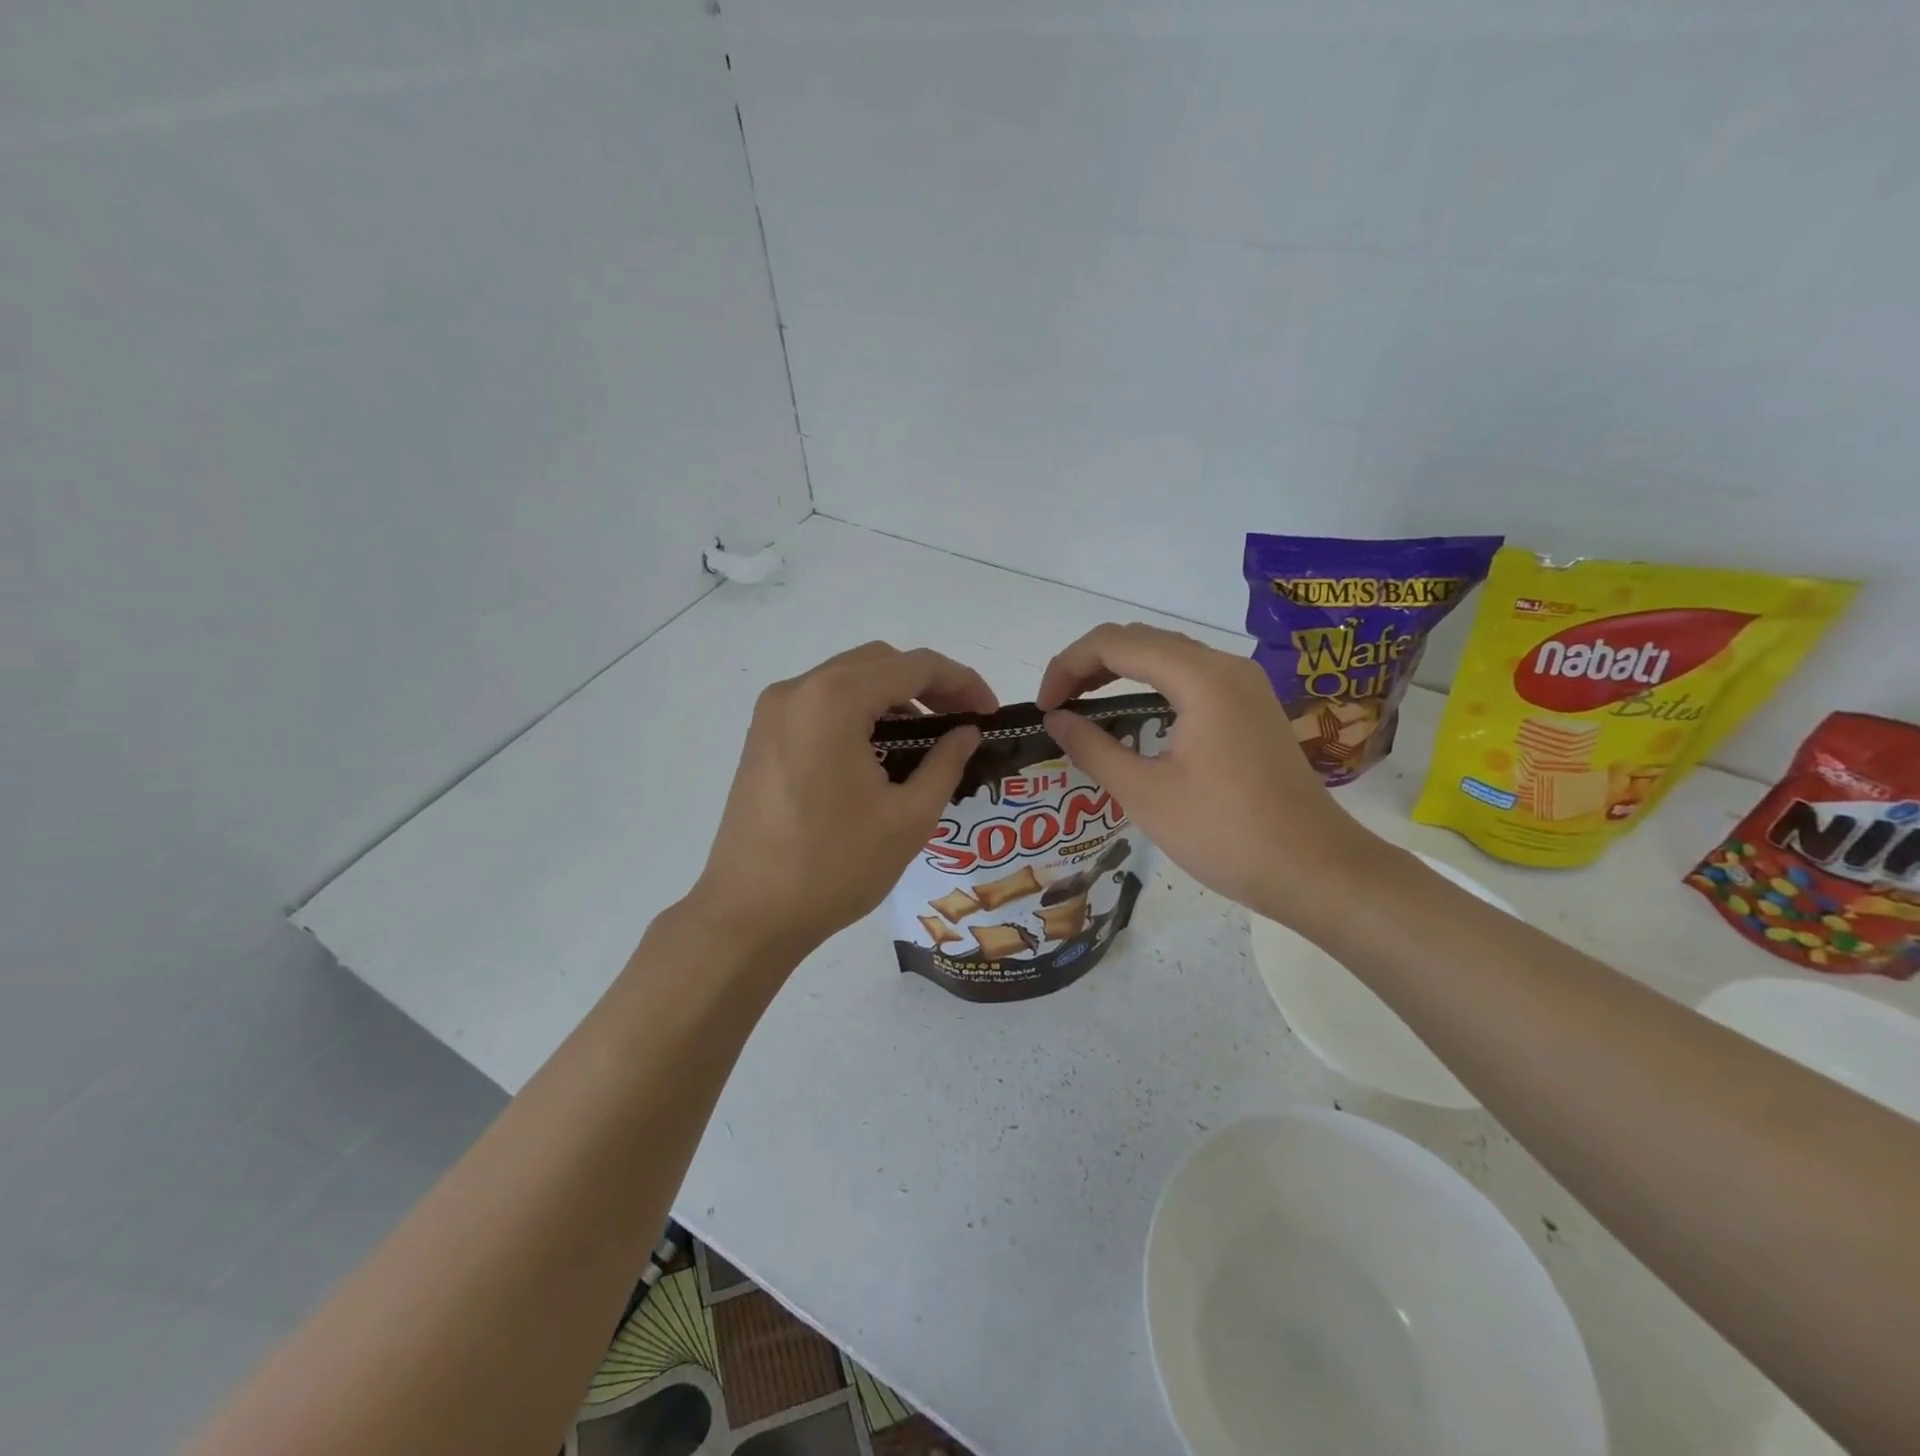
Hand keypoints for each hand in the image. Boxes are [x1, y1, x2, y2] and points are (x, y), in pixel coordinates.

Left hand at [688, 642, 994, 960]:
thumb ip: (946, 763)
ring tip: (926, 740)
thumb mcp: (908, 818)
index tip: (990, 713)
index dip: (962, 682)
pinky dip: (859, 713)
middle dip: (928, 684)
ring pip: (848, 679)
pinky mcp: (762, 736)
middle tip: (962, 722)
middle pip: (879, 662)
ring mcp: (773, 712)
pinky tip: (880, 752)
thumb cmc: (834, 867)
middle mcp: (797, 690)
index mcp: (834, 701)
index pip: (914, 665)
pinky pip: (822, 703)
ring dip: (893, 697)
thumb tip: (967, 732)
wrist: (749, 915)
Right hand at [1036, 622, 1380, 927]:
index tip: (1044, 707)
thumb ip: (1093, 748)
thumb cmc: (1225, 833)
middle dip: (1090, 664)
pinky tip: (1134, 717)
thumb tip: (1056, 720)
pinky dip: (1151, 686)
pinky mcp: (1252, 708)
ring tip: (1084, 705)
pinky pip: (1190, 678)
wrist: (1315, 870)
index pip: (1115, 643)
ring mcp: (1244, 686)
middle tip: (1058, 705)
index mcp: (1200, 678)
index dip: (1068, 666)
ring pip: (1167, 656)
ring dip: (1120, 671)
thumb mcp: (1144, 793)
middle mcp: (1225, 666)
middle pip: (1141, 639)